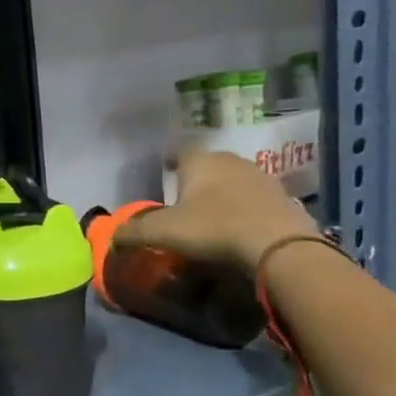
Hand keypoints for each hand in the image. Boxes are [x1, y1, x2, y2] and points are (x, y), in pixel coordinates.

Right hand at [119, 150, 319, 272]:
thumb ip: (134, 231)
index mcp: (200, 161)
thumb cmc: (213, 228)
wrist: (278, 245)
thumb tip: (112, 234)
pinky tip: (240, 227)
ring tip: (213, 214)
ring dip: (223, 193)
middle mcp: (230, 160)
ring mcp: (261, 177)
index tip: (166, 171)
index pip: (181, 151)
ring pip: (234, 180)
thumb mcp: (163, 232)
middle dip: (197, 179)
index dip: (171, 161)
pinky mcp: (283, 198)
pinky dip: (245, 208)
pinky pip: (255, 199)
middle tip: (185, 199)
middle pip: (209, 164)